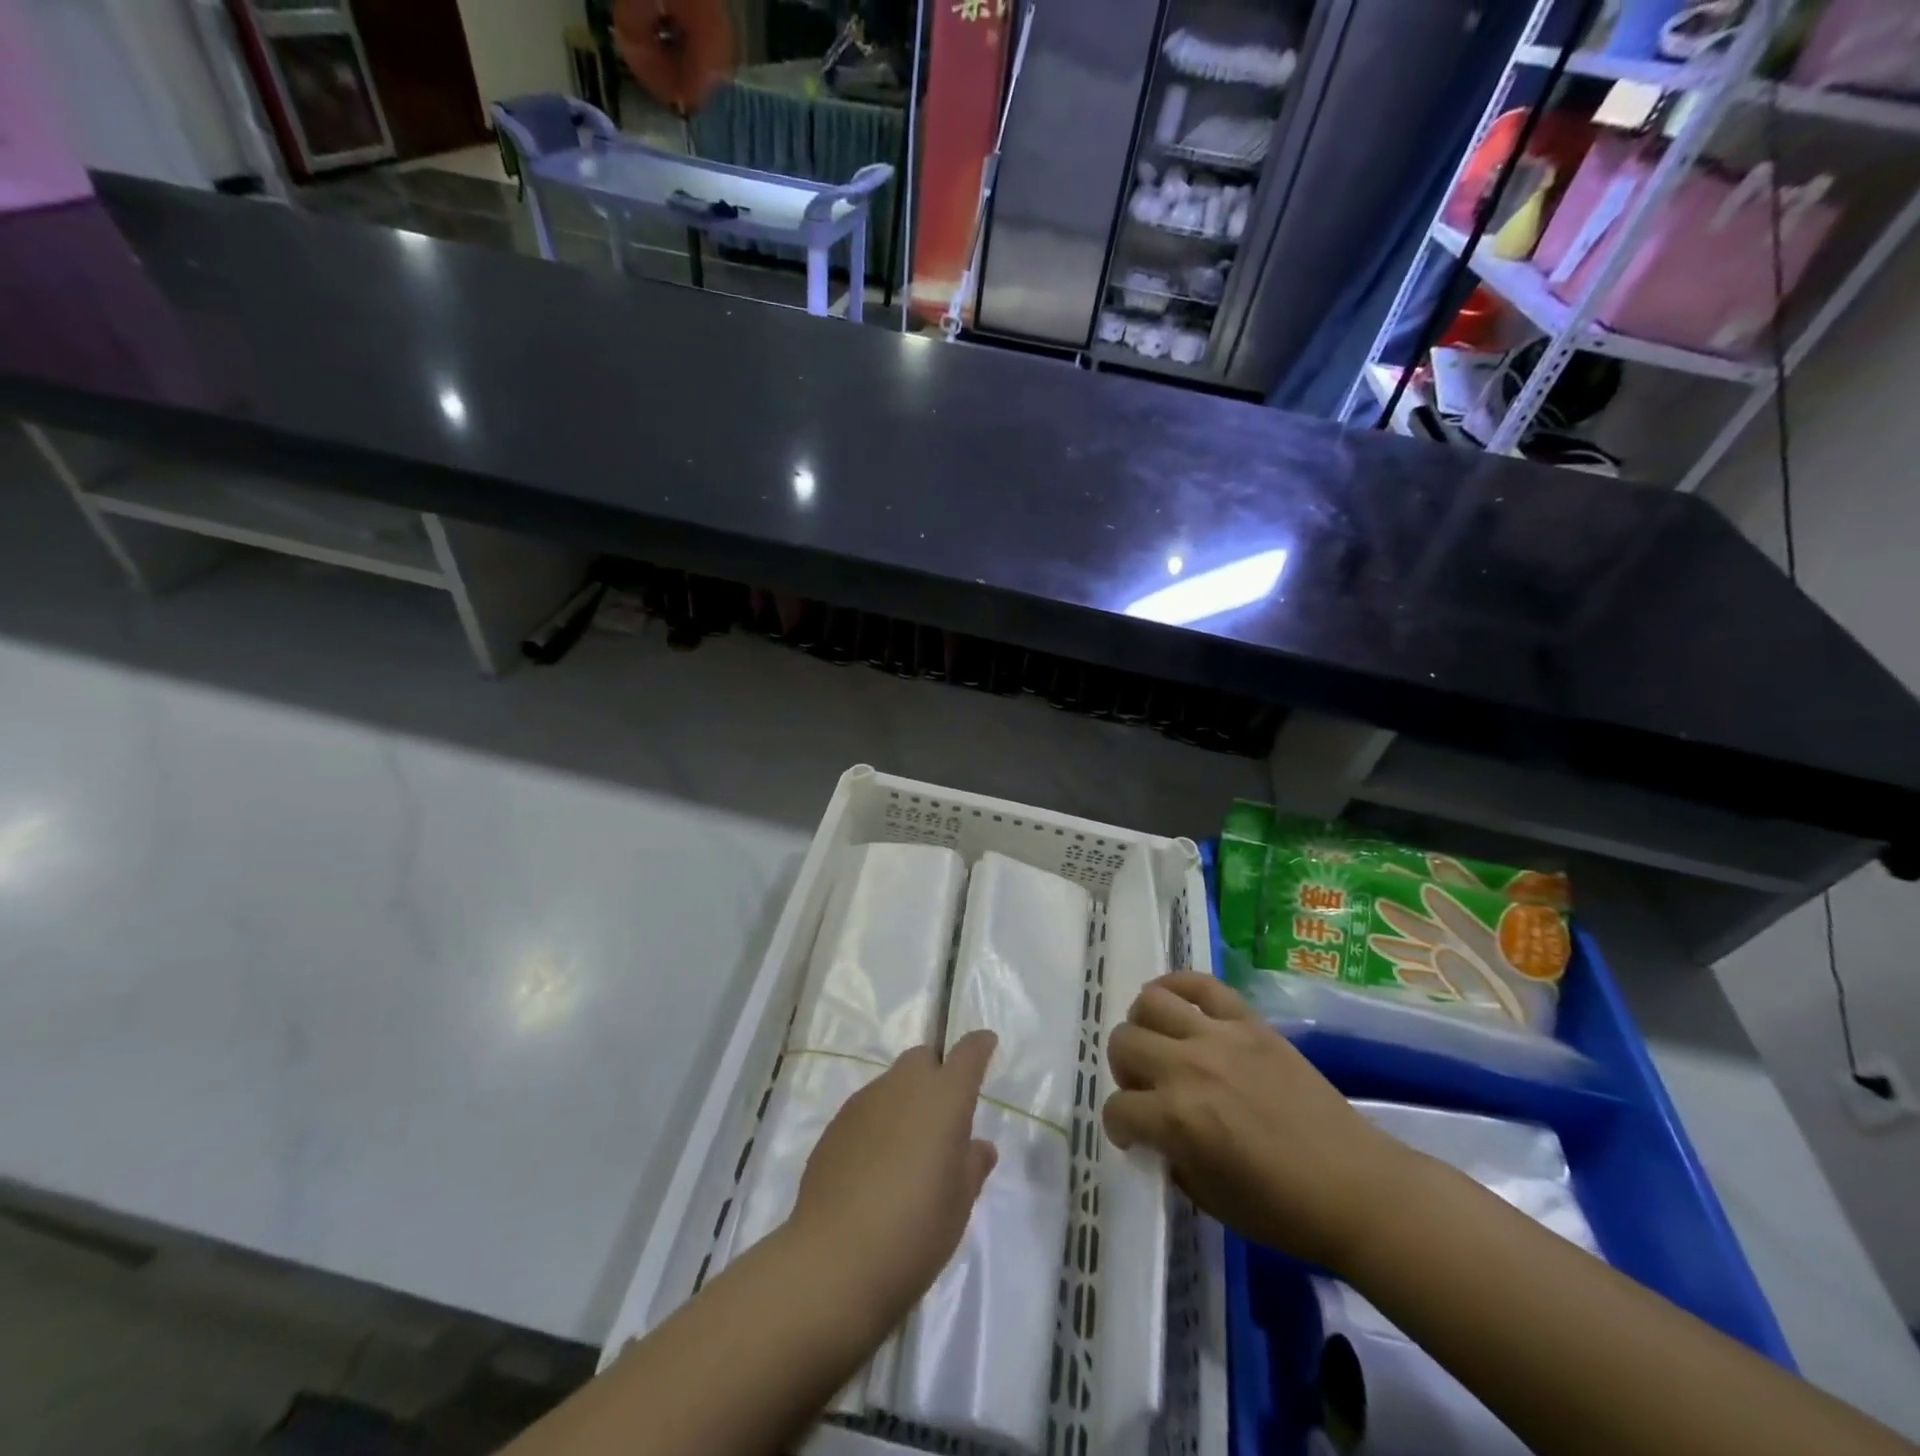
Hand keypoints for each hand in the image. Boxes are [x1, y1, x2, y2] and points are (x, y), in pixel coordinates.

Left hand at [787, 1031, 999, 1332]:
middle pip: (922, 1058)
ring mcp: (864, 1102)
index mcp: (944, 1097)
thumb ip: (972, 1165)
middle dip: (935, 1074)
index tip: (986, 1045)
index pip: (967, 1053)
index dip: (979, 1046)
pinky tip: (874, 1166)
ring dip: (904, 1101)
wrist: (834, 1259)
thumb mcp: (959, 1203)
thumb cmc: (915, 1229)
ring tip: (906, 1150)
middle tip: (942, 1116)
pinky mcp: (835, 1125)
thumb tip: (977, 1146)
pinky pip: (866, 1110)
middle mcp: (903, 1086)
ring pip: (892, 1083)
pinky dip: (877, 1124)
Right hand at [1104, 972, 1411, 1272]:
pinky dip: (1177, 985)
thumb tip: (1155, 1131)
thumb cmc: (1283, 1209)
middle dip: (1124, 1070)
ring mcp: (1220, 1037)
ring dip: (1143, 1025)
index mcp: (1177, 1120)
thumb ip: (1170, 1156)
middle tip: (1146, 1089)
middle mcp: (1189, 1068)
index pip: (1118, 1109)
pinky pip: (1201, 983)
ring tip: (1160, 1044)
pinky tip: (1175, 1003)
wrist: (1357, 1189)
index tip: (1133, 1135)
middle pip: (1124, 1043)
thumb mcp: (1209, 1198)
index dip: (1120, 1126)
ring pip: (1150, 1002)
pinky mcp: (1249, 1021)